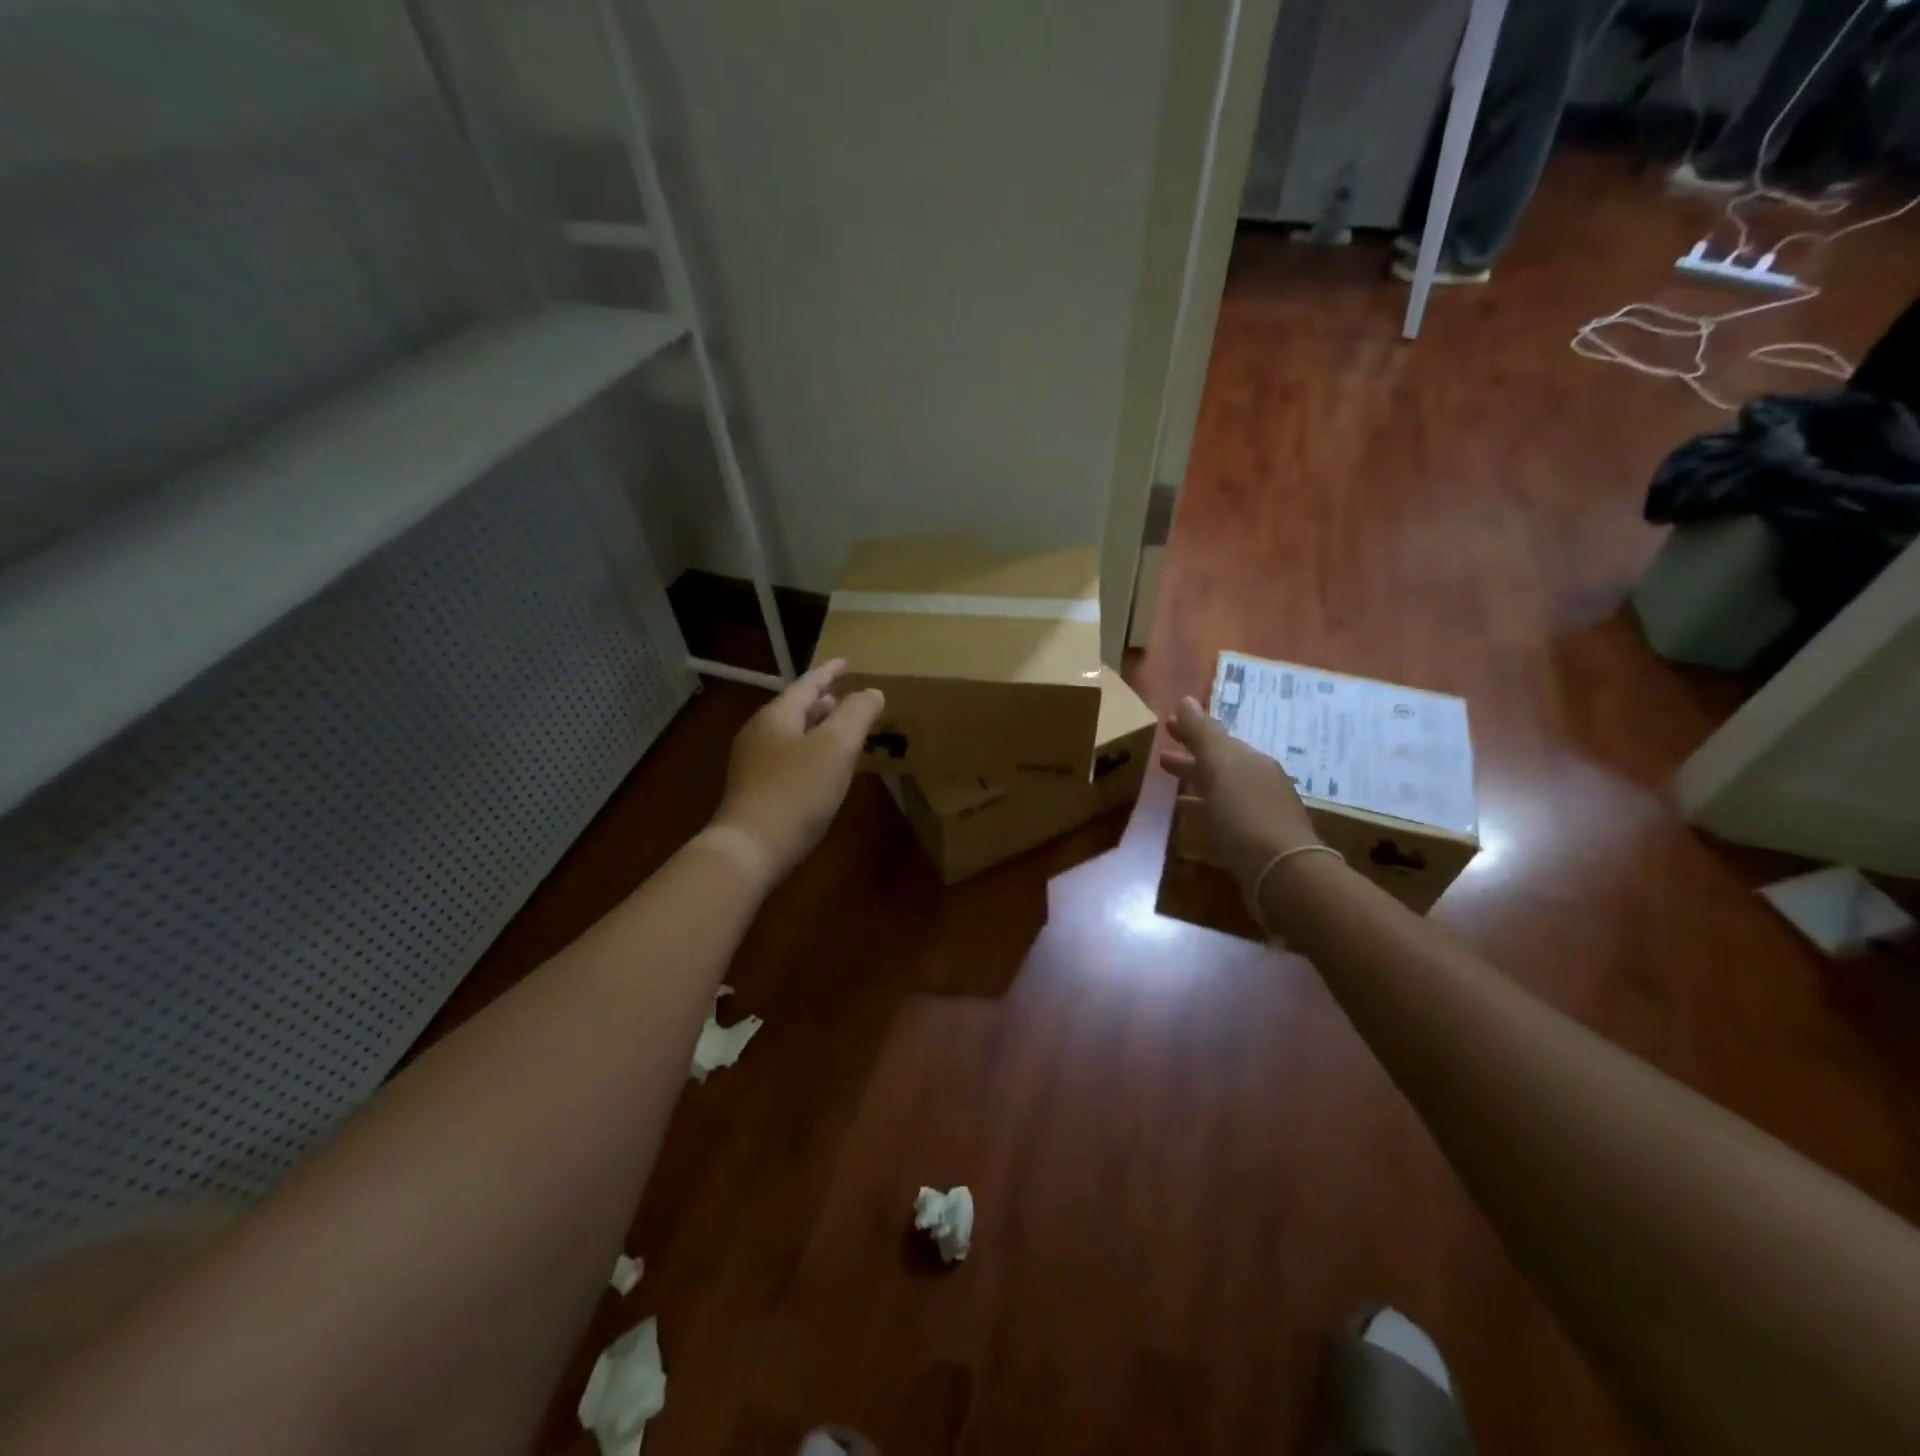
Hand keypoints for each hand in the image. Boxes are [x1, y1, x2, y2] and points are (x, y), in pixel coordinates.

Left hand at [710, 659, 884, 883]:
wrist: (750, 849)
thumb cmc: (796, 792)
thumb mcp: (836, 748)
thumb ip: (856, 715)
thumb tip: (872, 692)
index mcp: (776, 716)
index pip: (807, 684)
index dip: (830, 672)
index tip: (846, 662)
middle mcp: (759, 734)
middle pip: (794, 708)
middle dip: (821, 701)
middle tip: (844, 696)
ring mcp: (752, 764)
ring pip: (789, 734)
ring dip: (814, 727)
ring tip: (836, 729)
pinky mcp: (754, 792)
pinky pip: (786, 759)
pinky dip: (808, 752)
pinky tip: (821, 770)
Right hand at [1160, 695, 1319, 892]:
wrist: (1282, 872)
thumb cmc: (1245, 813)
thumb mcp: (1220, 766)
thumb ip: (1202, 733)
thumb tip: (1186, 700)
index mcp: (1251, 760)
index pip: (1217, 738)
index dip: (1191, 731)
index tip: (1166, 725)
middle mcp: (1259, 781)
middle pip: (1220, 763)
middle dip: (1192, 757)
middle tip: (1162, 756)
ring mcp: (1260, 812)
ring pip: (1221, 790)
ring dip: (1196, 784)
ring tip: (1170, 788)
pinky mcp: (1256, 840)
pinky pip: (1224, 815)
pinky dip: (1205, 810)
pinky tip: (1190, 818)